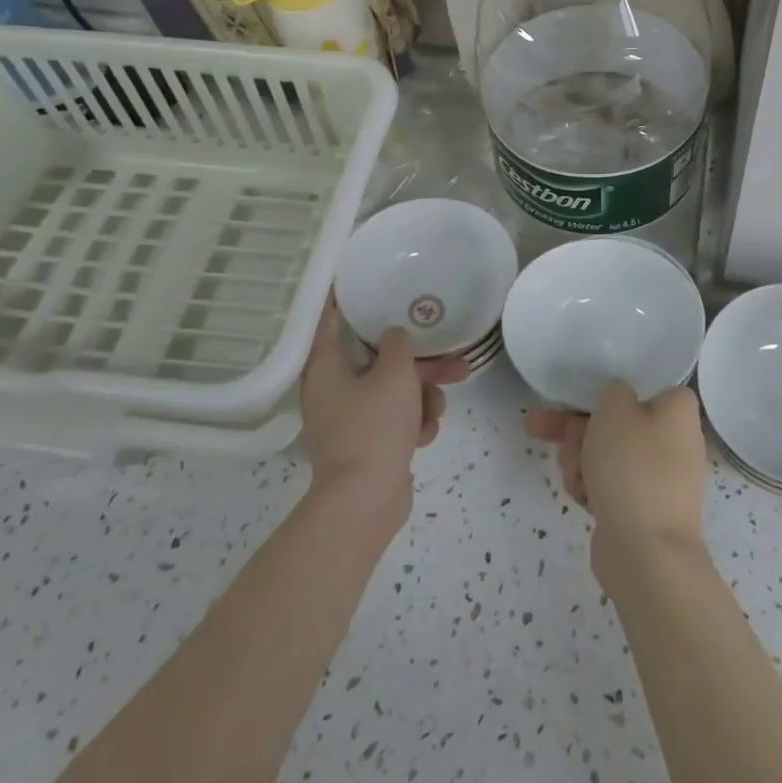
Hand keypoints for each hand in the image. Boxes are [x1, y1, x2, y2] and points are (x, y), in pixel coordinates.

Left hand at [301, 303, 466, 520]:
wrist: (365, 503)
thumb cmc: (373, 428)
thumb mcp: (394, 374)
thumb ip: (398, 344)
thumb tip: (394, 336)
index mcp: (326, 367)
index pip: (331, 319)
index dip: (346, 298)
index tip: (362, 279)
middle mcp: (333, 389)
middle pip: (380, 360)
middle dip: (420, 364)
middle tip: (455, 361)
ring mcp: (350, 419)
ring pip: (395, 390)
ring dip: (422, 397)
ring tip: (437, 411)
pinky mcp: (368, 444)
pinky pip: (396, 419)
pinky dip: (414, 423)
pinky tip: (425, 435)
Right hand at [524, 382, 707, 581]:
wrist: (645, 554)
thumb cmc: (632, 467)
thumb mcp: (615, 407)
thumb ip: (613, 391)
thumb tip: (619, 403)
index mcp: (678, 409)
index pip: (639, 386)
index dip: (604, 393)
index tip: (576, 399)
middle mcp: (675, 440)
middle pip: (614, 422)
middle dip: (576, 430)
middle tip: (542, 429)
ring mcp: (660, 478)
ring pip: (606, 454)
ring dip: (579, 459)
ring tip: (573, 475)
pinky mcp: (643, 509)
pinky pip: (610, 486)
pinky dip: (592, 488)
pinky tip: (581, 497)